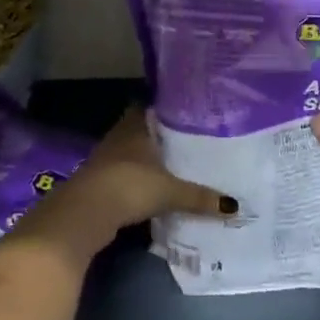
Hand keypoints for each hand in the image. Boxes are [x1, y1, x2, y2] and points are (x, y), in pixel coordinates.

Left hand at [18, 108, 233, 260]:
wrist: (84, 213)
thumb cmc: (130, 186)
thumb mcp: (170, 192)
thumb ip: (200, 197)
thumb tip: (235, 206)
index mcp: (135, 126)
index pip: (148, 106)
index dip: (164, 108)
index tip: (184, 112)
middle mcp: (118, 136)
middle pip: (140, 130)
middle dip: (159, 136)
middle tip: (186, 140)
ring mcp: (105, 159)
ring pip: (130, 152)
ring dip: (146, 159)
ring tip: (173, 164)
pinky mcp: (98, 182)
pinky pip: (123, 173)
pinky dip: (136, 178)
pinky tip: (152, 187)